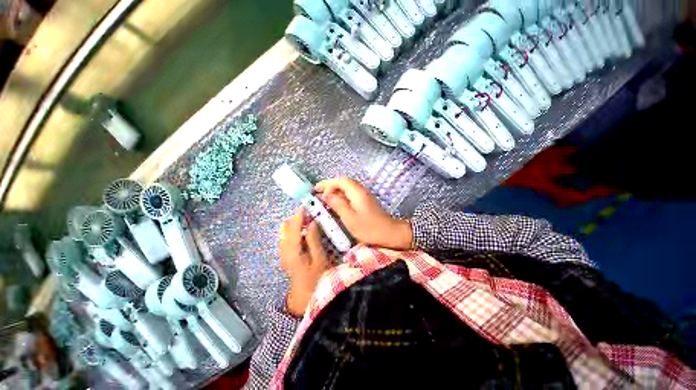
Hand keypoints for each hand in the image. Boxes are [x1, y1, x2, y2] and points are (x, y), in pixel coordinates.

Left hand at [279, 208, 330, 316]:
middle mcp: (284, 250)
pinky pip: (287, 237)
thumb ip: (314, 239)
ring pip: (285, 232)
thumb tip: (313, 222)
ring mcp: (283, 253)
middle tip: (309, 212)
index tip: (304, 206)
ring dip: (294, 223)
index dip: (298, 217)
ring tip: (307, 219)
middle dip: (296, 218)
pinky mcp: (286, 254)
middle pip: (286, 229)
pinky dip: (294, 230)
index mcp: (293, 251)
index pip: (293, 229)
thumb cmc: (316, 277)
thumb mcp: (319, 258)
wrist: (305, 295)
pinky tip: (303, 230)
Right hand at [314, 177, 411, 249]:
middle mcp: (360, 190)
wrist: (389, 233)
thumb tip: (325, 195)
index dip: (327, 184)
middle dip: (328, 186)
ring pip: (345, 188)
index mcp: (356, 192)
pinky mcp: (364, 201)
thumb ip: (337, 205)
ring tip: (322, 198)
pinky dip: (340, 197)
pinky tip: (335, 204)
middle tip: (316, 193)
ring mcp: (363, 195)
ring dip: (334, 191)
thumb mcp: (350, 218)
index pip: (340, 181)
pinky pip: (349, 194)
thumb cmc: (369, 228)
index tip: (316, 191)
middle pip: (342, 183)